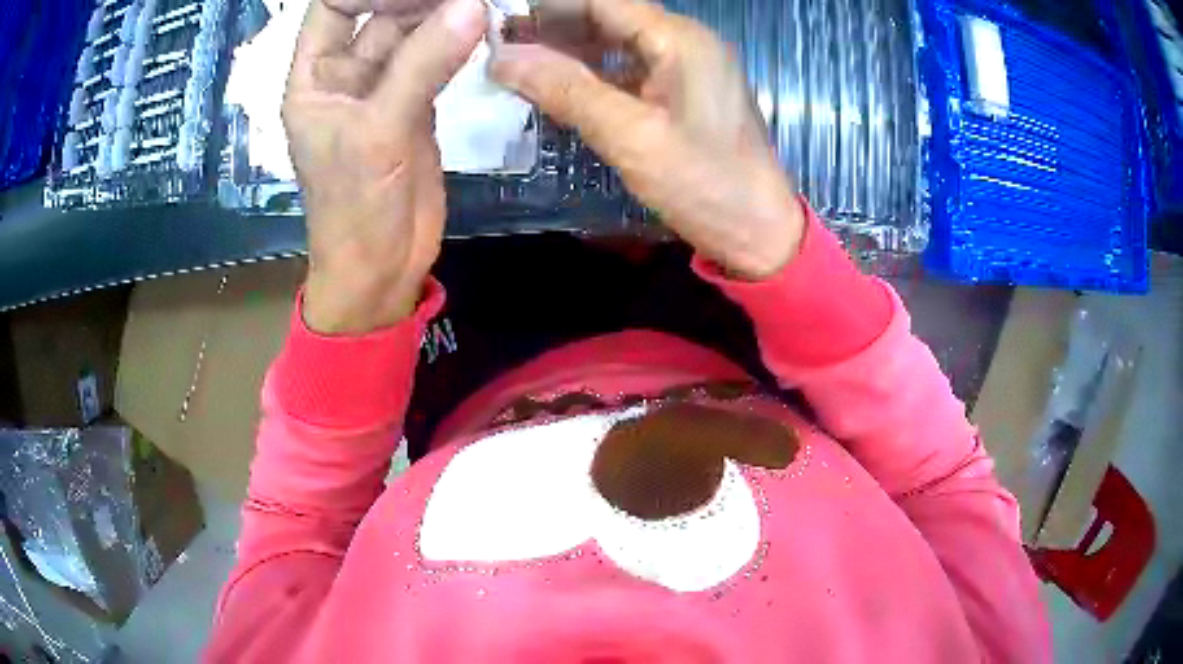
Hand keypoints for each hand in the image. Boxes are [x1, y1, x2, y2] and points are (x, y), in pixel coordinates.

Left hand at [284, 0, 486, 333]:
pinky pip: (436, 59)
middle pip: (378, 13)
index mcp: (315, 78)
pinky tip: (482, 24)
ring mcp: (383, 89)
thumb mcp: (379, 133)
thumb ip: (422, 65)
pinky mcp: (415, 105)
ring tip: (477, 1)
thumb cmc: (356, 207)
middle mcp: (346, 75)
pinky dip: (458, 42)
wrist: (381, 268)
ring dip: (443, 14)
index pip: (334, 7)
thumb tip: (472, 6)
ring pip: (411, 33)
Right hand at [490, 0, 804, 279]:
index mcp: (679, 39)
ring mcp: (685, 69)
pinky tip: (557, 89)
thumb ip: (567, 90)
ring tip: (515, 65)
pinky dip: (592, 76)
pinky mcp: (682, 96)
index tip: (501, 20)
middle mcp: (684, 43)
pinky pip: (628, 71)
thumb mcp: (631, 135)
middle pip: (608, 18)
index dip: (549, 7)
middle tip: (499, 46)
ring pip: (616, 45)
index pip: (602, 2)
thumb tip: (503, 58)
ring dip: (569, 52)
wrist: (759, 233)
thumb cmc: (706, 184)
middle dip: (553, 27)